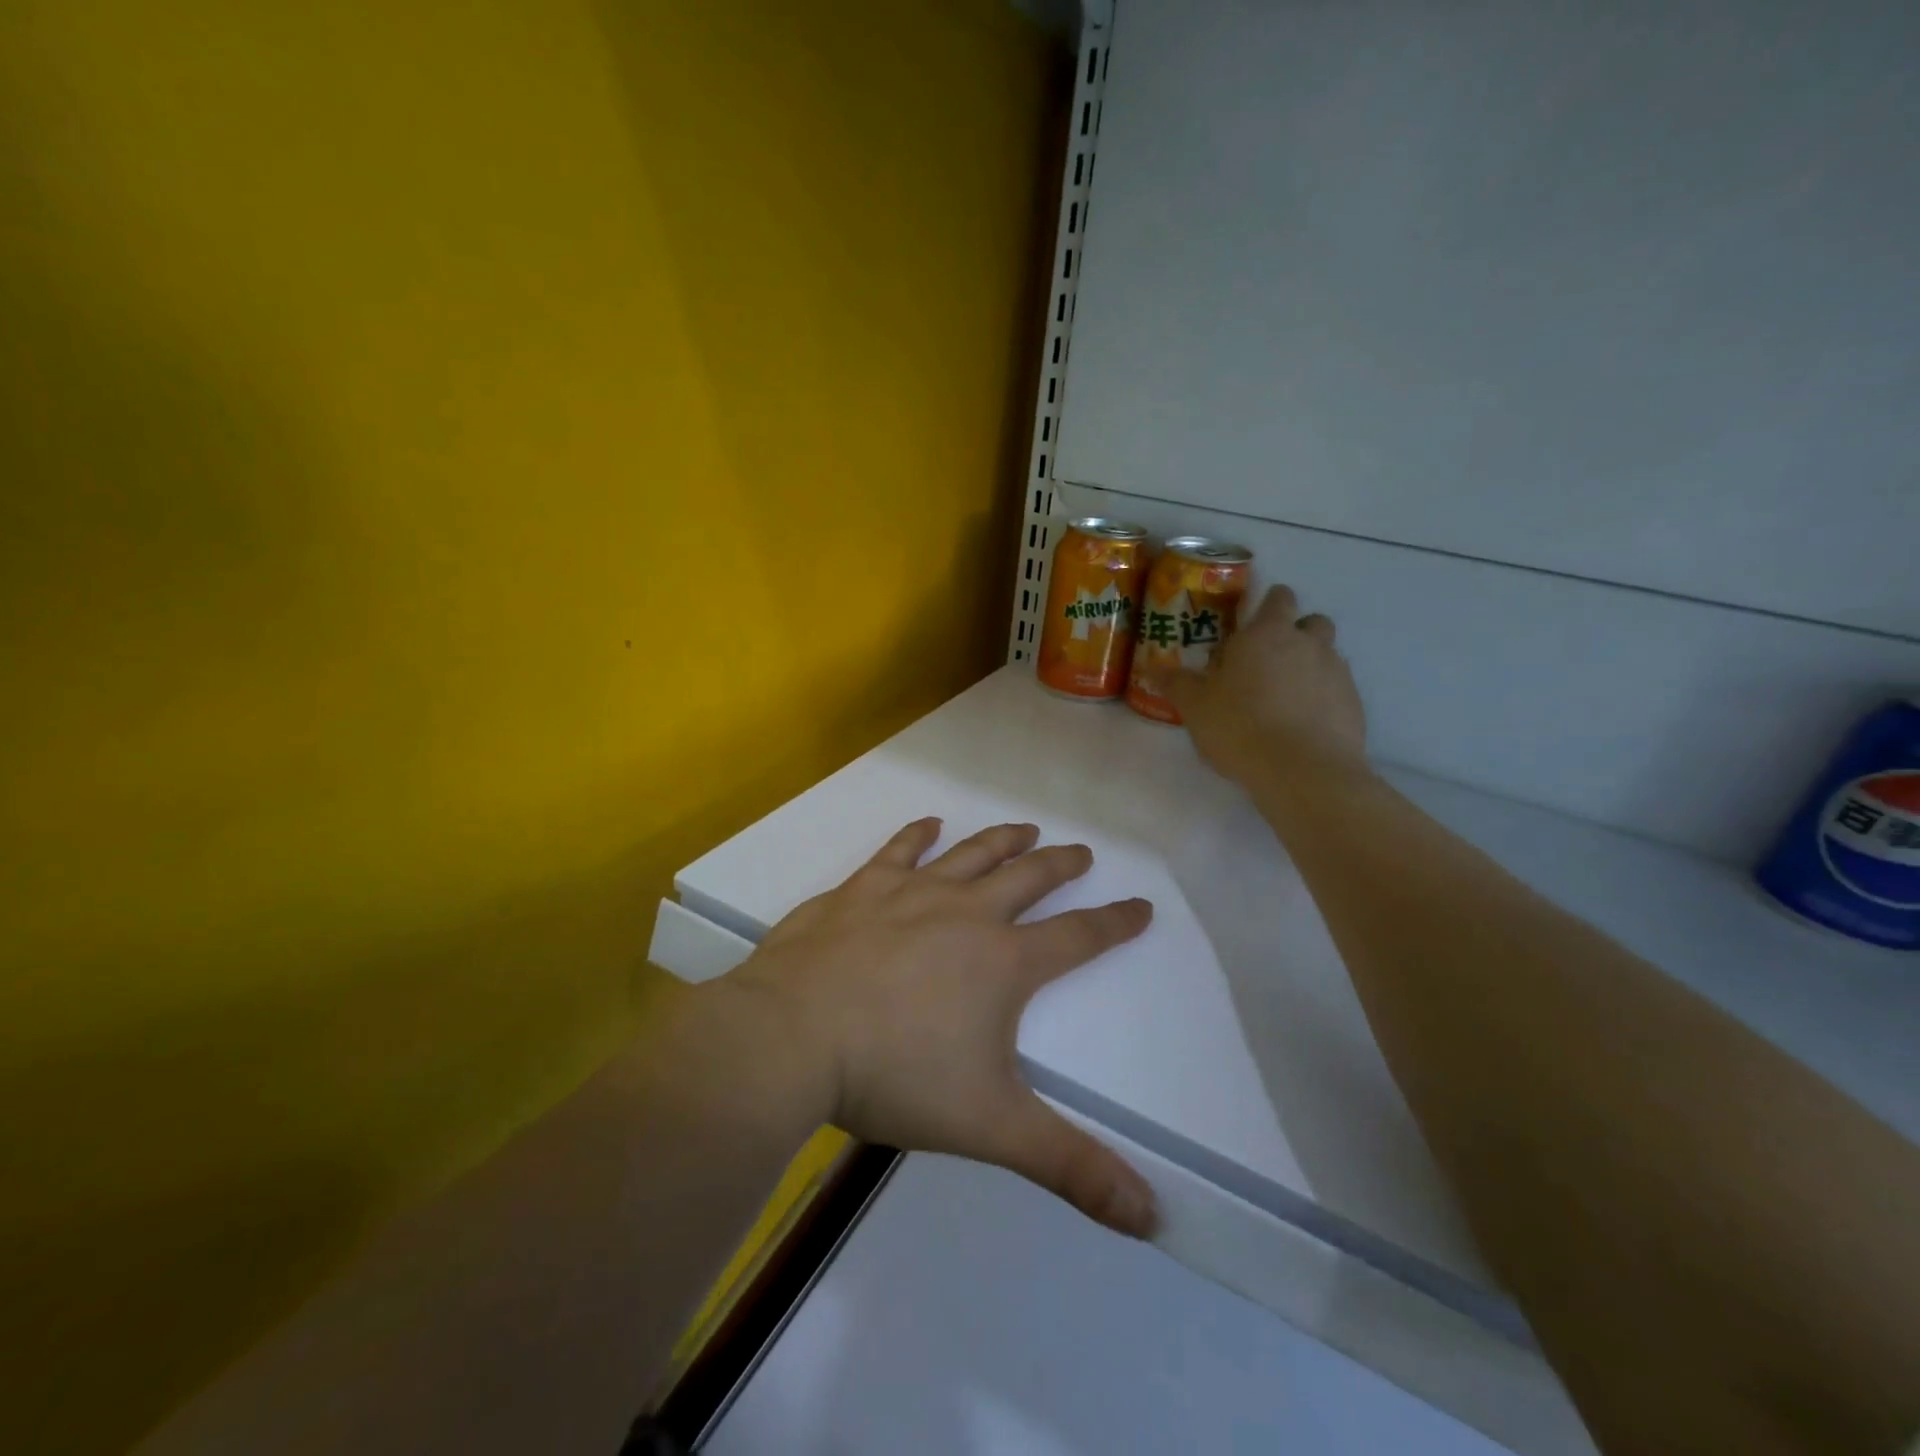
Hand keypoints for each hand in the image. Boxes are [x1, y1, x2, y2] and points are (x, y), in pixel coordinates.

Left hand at [712, 819, 1158, 1236]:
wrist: (791, 1038)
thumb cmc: (895, 1076)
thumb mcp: (989, 1127)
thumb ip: (1069, 1166)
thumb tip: (1152, 1217)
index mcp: (1002, 962)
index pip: (1077, 938)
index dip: (1114, 924)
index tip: (1141, 906)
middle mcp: (965, 914)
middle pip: (1026, 879)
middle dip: (1060, 865)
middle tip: (1082, 852)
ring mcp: (909, 894)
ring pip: (970, 855)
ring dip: (1002, 839)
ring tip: (1026, 828)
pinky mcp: (860, 889)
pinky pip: (898, 851)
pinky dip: (918, 835)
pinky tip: (930, 824)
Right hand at [1165, 583, 1368, 793]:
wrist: (1302, 771)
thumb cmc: (1240, 726)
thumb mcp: (1195, 707)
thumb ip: (1177, 683)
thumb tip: (1155, 668)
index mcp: (1267, 633)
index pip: (1278, 597)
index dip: (1267, 607)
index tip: (1249, 628)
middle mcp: (1308, 643)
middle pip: (1312, 621)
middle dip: (1294, 634)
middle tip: (1267, 663)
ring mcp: (1337, 672)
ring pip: (1327, 655)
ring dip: (1309, 666)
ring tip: (1283, 698)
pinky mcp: (1354, 704)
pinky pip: (1337, 690)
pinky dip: (1322, 698)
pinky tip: (1301, 725)